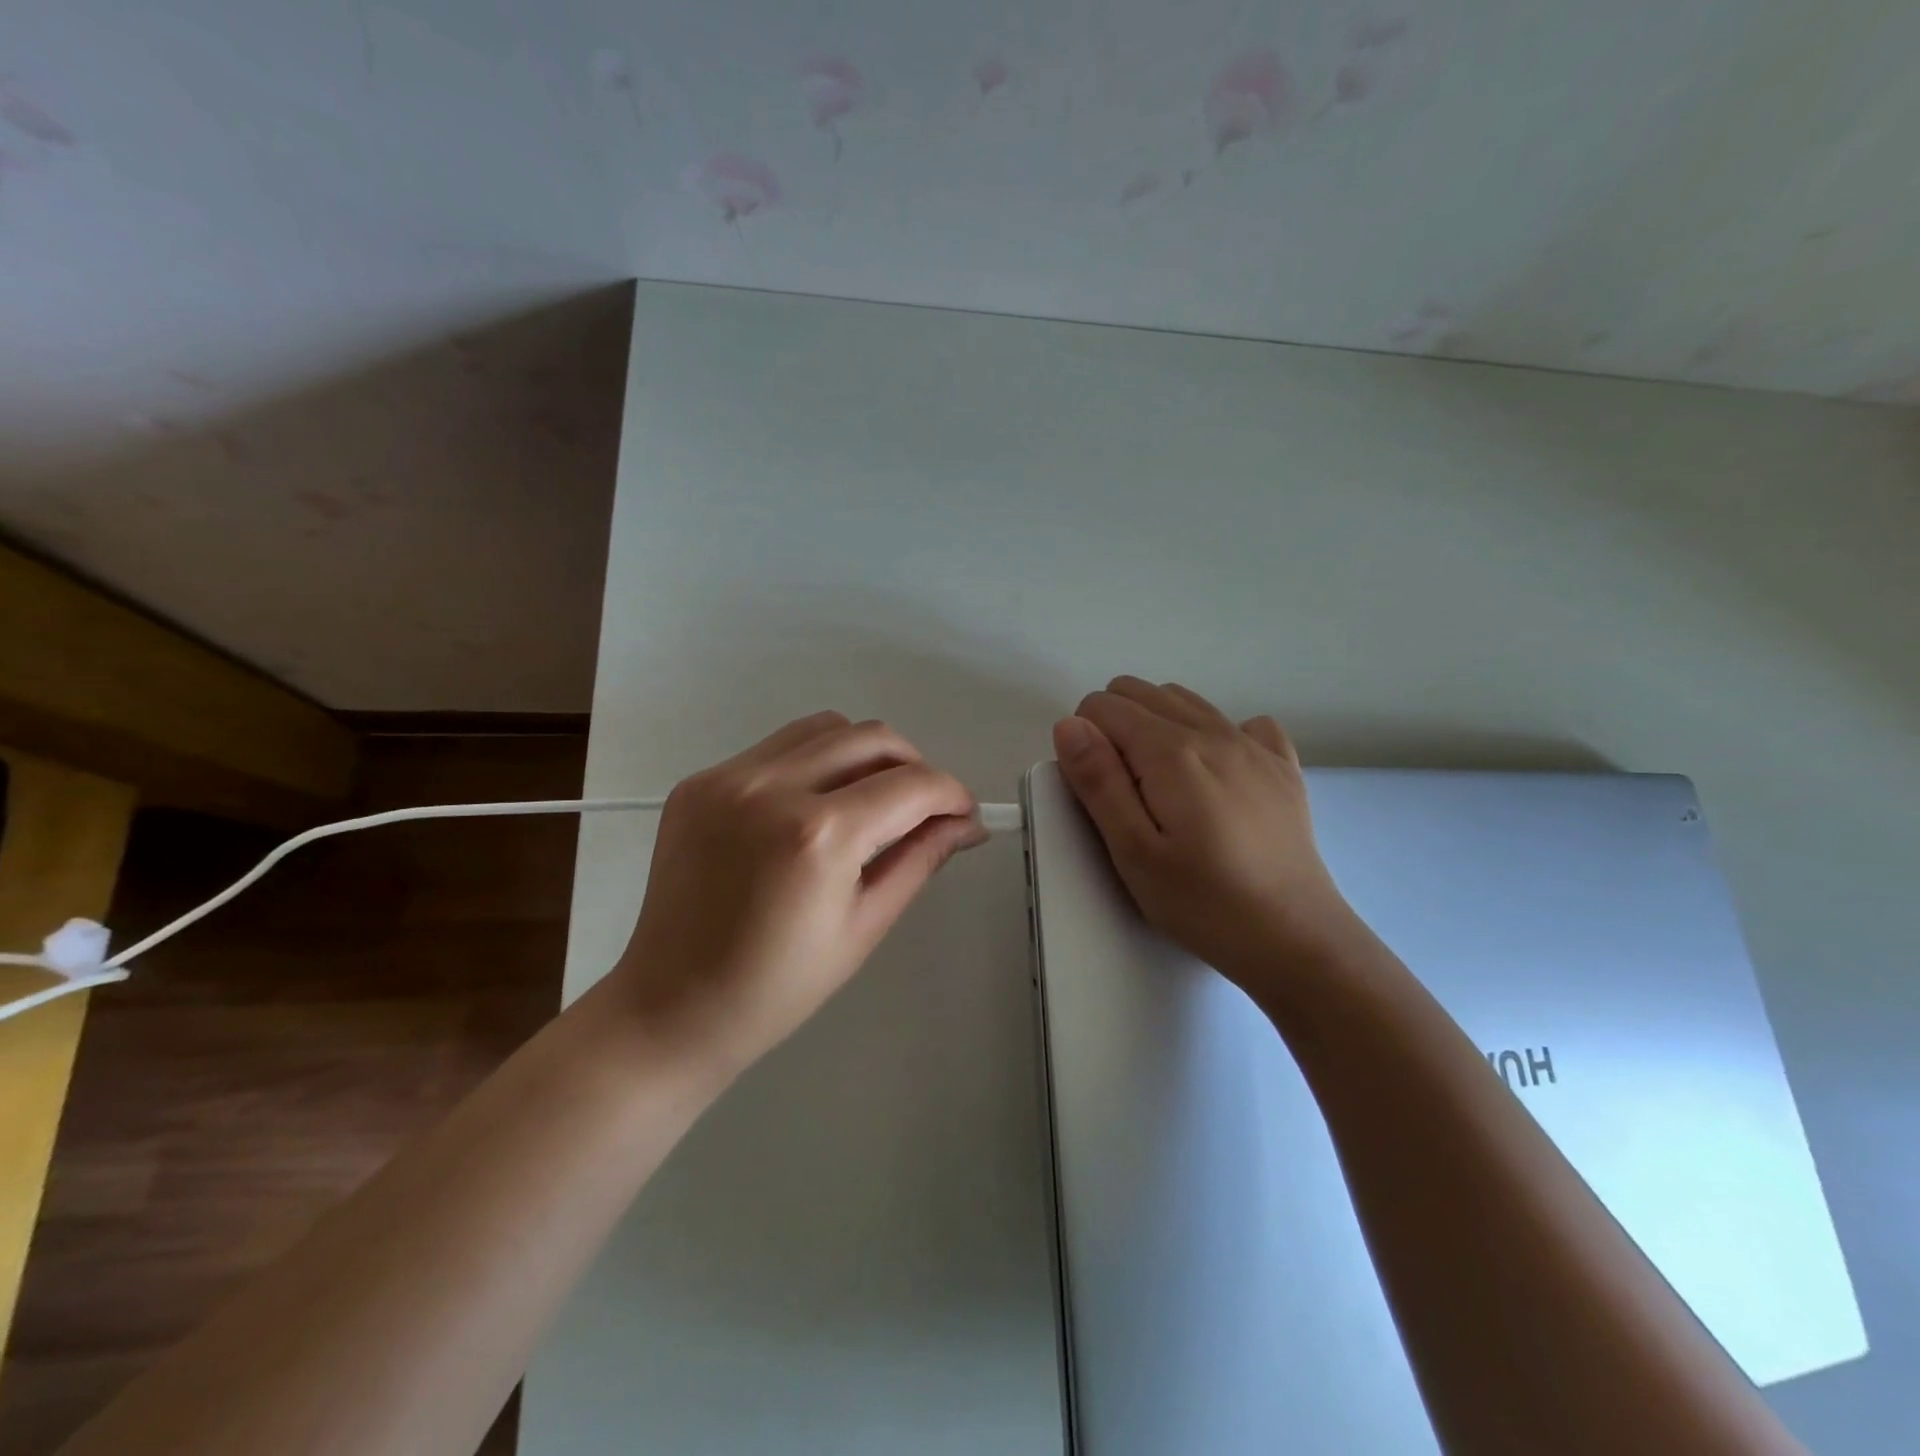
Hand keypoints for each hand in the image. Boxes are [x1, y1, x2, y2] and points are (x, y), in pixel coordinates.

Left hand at [611, 712, 986, 1074]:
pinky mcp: (699, 781)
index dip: (951, 794)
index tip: (964, 813)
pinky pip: (777, 747)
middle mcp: (771, 787)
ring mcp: (728, 777)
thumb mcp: (864, 926)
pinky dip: (814, 762)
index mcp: (819, 835)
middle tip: (922, 806)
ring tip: (871, 798)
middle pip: (872, 737)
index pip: (911, 785)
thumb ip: (920, 859)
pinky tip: (814, 805)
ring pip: (824, 727)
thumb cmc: (777, 987)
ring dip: (864, 753)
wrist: (670, 1007)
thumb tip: (967, 824)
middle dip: (914, 765)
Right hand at [1052, 677, 1362, 997]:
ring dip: (1156, 723)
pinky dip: (1216, 733)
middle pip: (1141, 691)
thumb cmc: (1203, 903)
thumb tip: (1070, 725)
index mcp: (1171, 752)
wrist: (1296, 939)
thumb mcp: (1133, 853)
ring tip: (1160, 784)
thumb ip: (1098, 783)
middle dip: (1113, 724)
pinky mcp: (1283, 766)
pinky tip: (1217, 775)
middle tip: (1122, 790)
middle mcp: (1213, 732)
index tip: (1097, 789)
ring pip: (1185, 699)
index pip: (1103, 706)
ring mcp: (1254, 745)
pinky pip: (1243, 722)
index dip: (1084, 739)